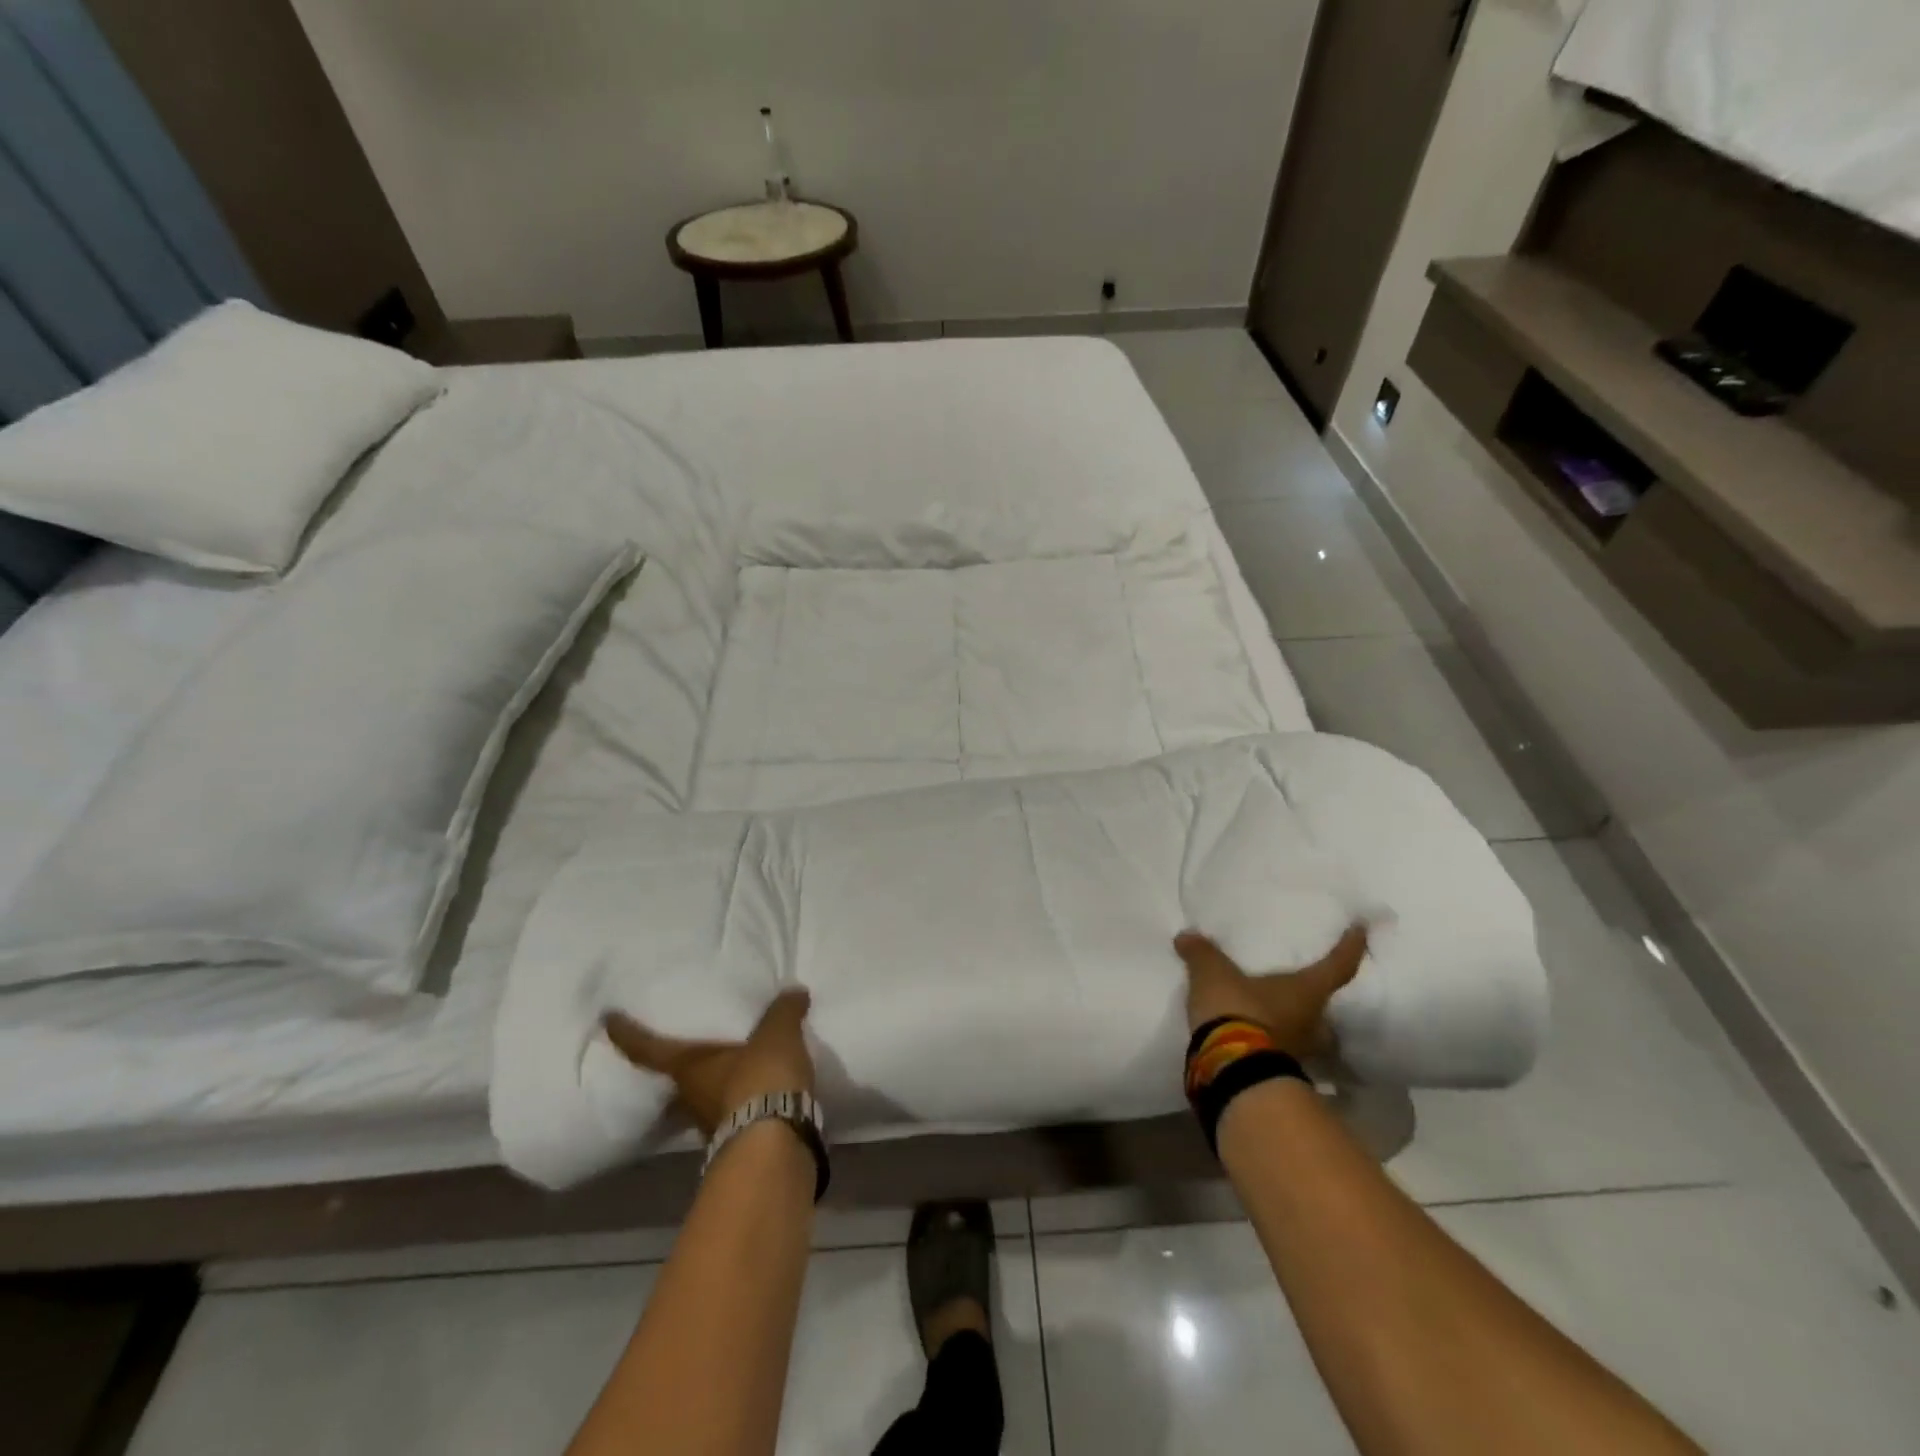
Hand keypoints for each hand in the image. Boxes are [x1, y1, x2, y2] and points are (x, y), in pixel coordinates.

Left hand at [604, 989, 815, 1139]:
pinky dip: (743, 1101)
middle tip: (689, 1045)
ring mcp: (712, 1125)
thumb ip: (783, 1011)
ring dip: (716, 1086)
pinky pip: (735, 1113)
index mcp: (688, 1068)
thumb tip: (794, 992)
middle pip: (676, 1079)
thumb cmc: (760, 1078)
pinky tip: (761, 1091)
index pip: (649, 1049)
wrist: (777, 1143)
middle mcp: (691, 1097)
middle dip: (681, 1065)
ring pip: (705, 1099)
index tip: (608, 1021)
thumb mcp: (777, 1033)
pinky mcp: (739, 1142)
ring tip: (733, 1066)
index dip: (627, 1034)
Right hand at [1174, 926, 1367, 1058]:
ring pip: (1307, 1037)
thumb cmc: (1237, 1009)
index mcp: (1307, 992)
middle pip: (1328, 1013)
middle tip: (1309, 995)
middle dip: (1320, 1007)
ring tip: (1279, 1017)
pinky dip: (1272, 1044)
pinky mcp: (1278, 1072)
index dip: (1351, 947)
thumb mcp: (1212, 973)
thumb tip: (1186, 936)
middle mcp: (1312, 1023)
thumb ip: (1202, 953)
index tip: (1361, 931)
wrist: (1231, 1068)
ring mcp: (1299, 1052)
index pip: (1337, 966)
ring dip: (1296, 1029)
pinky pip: (1281, 1052)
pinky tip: (1255, 1037)